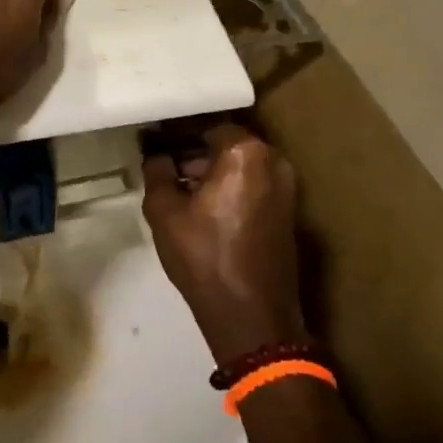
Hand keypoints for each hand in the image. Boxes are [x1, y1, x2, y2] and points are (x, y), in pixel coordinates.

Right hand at [142, 123, 306, 362]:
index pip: (206, 125)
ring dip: (212, 169)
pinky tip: (202, 205)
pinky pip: (253, 184)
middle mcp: (274, 162)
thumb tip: (155, 153)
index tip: (154, 140)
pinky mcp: (288, 212)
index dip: (176, 131)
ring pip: (241, 165)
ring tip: (178, 185)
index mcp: (246, 153)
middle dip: (194, 150)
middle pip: (227, 143)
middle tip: (163, 162)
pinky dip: (229, 186)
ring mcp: (287, 189)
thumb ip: (157, 172)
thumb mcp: (164, 211)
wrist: (252, 317)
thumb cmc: (205, 257)